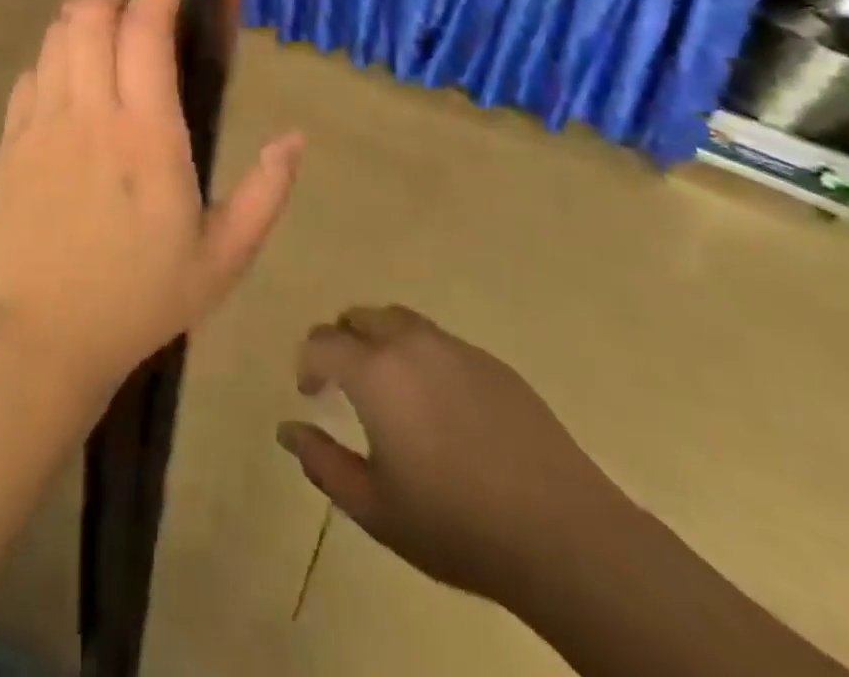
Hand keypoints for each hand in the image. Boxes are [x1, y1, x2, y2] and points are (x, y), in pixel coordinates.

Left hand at [0, 0, 302, 406]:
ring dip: (83, 5)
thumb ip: (266, 193)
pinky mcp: (10, 142)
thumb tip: (295, 139)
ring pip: (56, 35)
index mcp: (145, 134)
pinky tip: (68, 58)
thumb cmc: (138, 300)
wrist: (39, 340)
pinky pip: (30, 74)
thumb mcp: (223, 259)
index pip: (145, 30)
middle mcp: (89, 112)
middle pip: (92, 13)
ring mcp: (41, 123)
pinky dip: (53, 51)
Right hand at [278, 306, 627, 604]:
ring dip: (381, 340)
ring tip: (389, 387)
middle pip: (360, 317)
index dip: (308, 362)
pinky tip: (440, 405)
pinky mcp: (492, 363)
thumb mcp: (374, 507)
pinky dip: (422, 356)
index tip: (311, 392)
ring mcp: (456, 348)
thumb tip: (287, 430)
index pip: (322, 342)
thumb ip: (322, 462)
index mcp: (374, 371)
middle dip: (342, 341)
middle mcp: (410, 343)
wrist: (561, 533)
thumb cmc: (454, 524)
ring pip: (401, 321)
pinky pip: (441, 342)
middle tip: (344, 382)